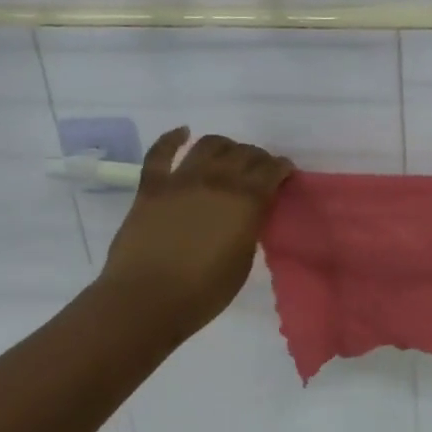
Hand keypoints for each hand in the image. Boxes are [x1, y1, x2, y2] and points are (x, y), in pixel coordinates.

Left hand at [96, 128, 294, 345]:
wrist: (146, 299)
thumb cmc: (204, 291)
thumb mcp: (243, 261)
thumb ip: (249, 228)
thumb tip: (248, 213)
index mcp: (246, 202)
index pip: (271, 170)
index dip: (281, 168)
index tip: (285, 173)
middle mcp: (217, 181)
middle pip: (244, 153)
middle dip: (257, 157)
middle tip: (260, 168)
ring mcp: (181, 180)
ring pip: (209, 144)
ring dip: (225, 145)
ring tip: (228, 154)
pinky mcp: (151, 187)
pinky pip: (160, 153)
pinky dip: (172, 138)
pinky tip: (183, 132)